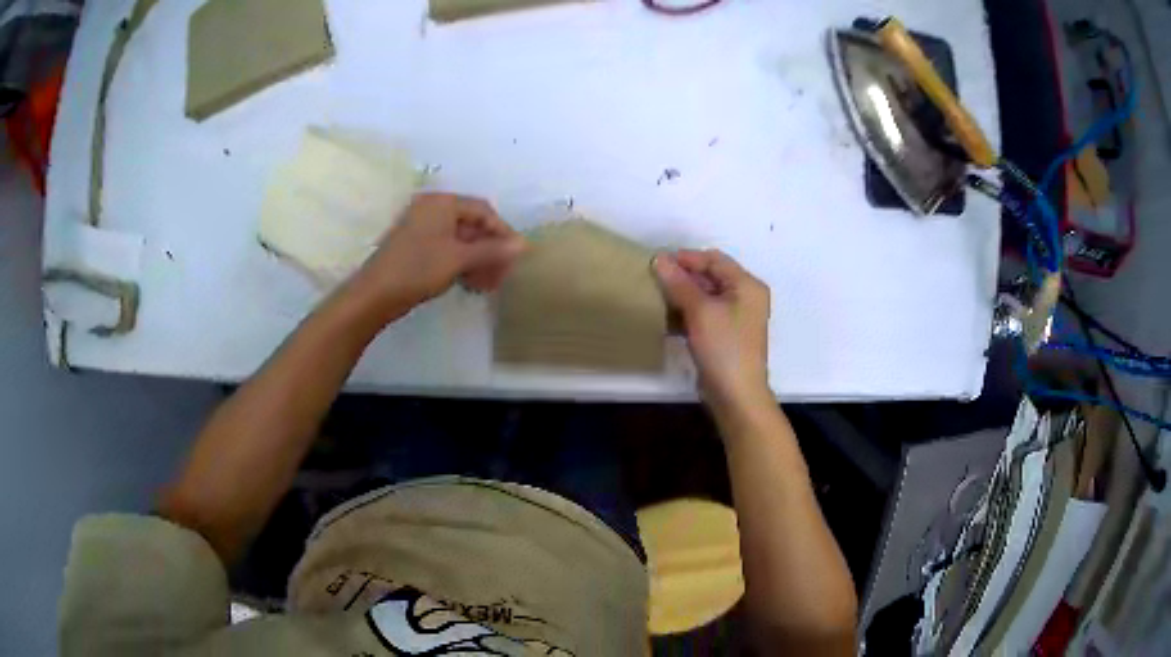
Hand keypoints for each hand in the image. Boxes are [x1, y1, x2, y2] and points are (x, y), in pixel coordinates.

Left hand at [349, 193, 525, 319]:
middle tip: (503, 274)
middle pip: (472, 225)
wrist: (374, 295)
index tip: (516, 256)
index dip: (503, 232)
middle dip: (490, 250)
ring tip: (489, 284)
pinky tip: (470, 284)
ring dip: (477, 260)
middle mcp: (432, 209)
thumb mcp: (459, 259)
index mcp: (442, 203)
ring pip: (460, 240)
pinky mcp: (415, 248)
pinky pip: (446, 250)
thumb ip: (492, 250)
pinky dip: (461, 264)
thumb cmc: (418, 269)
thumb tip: (524, 245)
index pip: (483, 211)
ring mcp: (421, 229)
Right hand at [653, 249, 771, 406]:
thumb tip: (660, 259)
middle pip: (710, 276)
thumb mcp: (700, 311)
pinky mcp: (724, 335)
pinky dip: (686, 313)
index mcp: (746, 285)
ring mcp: (735, 317)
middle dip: (682, 277)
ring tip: (654, 297)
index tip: (657, 262)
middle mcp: (744, 297)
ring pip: (704, 296)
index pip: (714, 259)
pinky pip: (703, 315)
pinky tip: (665, 318)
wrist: (736, 395)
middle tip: (652, 279)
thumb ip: (679, 283)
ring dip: (681, 296)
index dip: (686, 258)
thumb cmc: (723, 347)